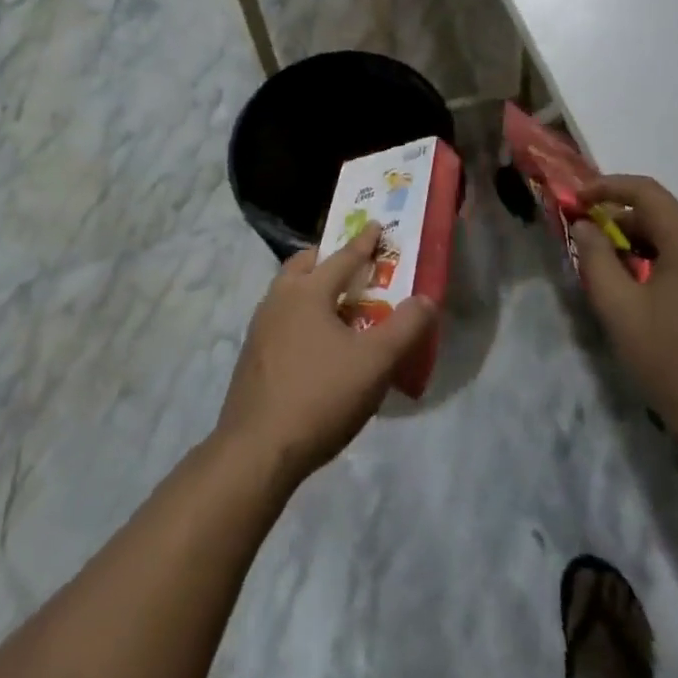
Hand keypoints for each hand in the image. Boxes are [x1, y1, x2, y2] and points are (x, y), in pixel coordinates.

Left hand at [216, 223, 437, 485]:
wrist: (255, 452)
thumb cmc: (320, 396)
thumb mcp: (375, 363)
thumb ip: (405, 328)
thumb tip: (426, 300)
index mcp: (307, 290)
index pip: (343, 256)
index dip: (364, 242)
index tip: (377, 225)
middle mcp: (278, 298)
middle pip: (305, 265)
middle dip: (329, 259)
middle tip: (352, 266)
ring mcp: (260, 327)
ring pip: (289, 292)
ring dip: (312, 288)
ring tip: (337, 307)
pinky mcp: (252, 356)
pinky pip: (281, 319)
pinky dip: (300, 316)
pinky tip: (315, 345)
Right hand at [572, 175, 677, 446]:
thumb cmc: (673, 362)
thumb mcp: (619, 308)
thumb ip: (596, 258)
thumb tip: (585, 226)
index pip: (646, 191)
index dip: (607, 187)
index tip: (578, 200)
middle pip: (661, 216)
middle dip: (620, 222)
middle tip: (587, 243)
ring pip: (675, 241)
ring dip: (638, 245)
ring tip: (609, 271)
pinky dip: (660, 264)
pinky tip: (642, 295)